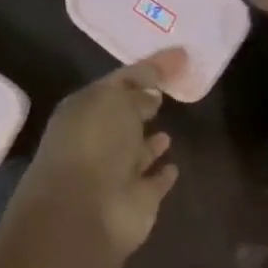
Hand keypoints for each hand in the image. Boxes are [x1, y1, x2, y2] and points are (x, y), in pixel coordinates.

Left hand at [13, 52, 180, 262]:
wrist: (86, 212)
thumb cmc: (94, 145)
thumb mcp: (115, 101)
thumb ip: (138, 90)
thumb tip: (153, 93)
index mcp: (86, 110)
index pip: (120, 82)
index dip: (150, 68)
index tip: (181, 56)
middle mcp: (99, 140)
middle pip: (125, 118)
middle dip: (143, 105)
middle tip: (171, 91)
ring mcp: (118, 173)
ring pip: (137, 152)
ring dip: (151, 142)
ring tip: (170, 128)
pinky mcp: (138, 201)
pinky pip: (154, 182)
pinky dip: (162, 174)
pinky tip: (174, 166)